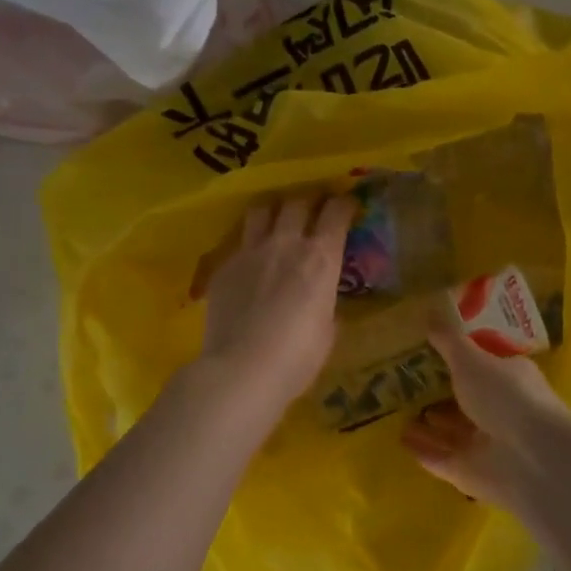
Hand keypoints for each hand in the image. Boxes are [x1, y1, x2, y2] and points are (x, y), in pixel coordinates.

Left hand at [201, 193, 355, 415]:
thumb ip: (325, 302)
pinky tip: (250, 261)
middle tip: (312, 209)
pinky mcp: (224, 266)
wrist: (242, 369)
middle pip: (297, 201)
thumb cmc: (298, 357)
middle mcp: (286, 243)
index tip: (346, 206)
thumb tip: (319, 298)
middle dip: (308, 201)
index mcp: (321, 257)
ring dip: (273, 209)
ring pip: (262, 209)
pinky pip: (239, 242)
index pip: (336, 212)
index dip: (343, 204)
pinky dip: (249, 244)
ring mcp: (251, 251)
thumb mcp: (327, 329)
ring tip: (276, 219)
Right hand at [401, 310, 570, 511]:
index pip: (482, 365)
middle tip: (404, 382)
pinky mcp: (471, 474)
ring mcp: (486, 444)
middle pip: (465, 400)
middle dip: (439, 394)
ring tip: (397, 411)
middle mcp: (500, 410)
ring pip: (452, 432)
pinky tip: (400, 440)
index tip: (428, 350)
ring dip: (428, 424)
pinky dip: (423, 450)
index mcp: (509, 378)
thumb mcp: (471, 359)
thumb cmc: (505, 396)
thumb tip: (428, 310)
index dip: (458, 358)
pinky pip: (442, 459)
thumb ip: (448, 340)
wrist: (531, 459)